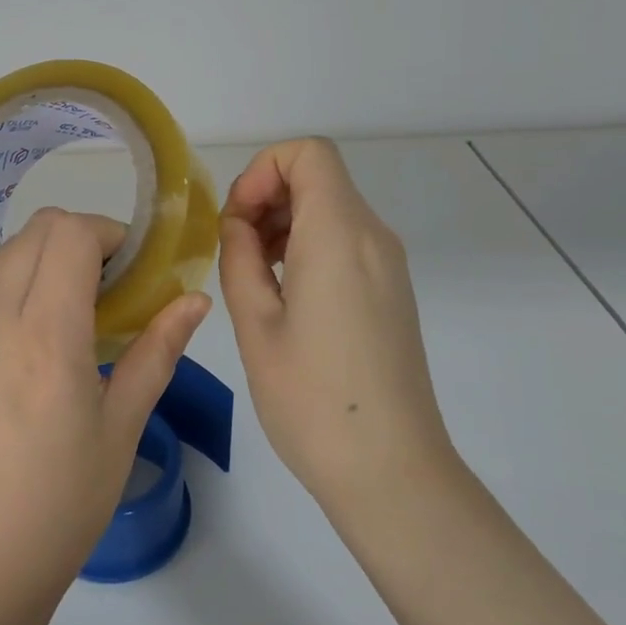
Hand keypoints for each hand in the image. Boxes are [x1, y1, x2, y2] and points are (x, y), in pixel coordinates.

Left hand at [0, 208, 210, 622]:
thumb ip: (159, 350)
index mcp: (48, 339)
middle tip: (102, 286)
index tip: (127, 268)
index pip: (72, 235)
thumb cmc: (66, 498)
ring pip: (0, 247)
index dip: (108, 235)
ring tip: (55, 299)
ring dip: (37, 255)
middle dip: (79, 241)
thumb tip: (196, 299)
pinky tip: (5, 302)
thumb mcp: (124, 426)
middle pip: (38, 231)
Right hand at [219, 138, 455, 521]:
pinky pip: (345, 240)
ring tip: (252, 274)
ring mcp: (388, 264)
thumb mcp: (256, 324)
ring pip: (331, 207)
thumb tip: (239, 226)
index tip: (236, 220)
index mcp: (339, 235)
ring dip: (284, 221)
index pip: (308, 154)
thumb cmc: (313, 399)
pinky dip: (307, 244)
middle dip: (267, 195)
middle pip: (319, 177)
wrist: (391, 470)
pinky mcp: (391, 291)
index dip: (262, 171)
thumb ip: (239, 258)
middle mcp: (373, 237)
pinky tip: (283, 293)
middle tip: (234, 248)